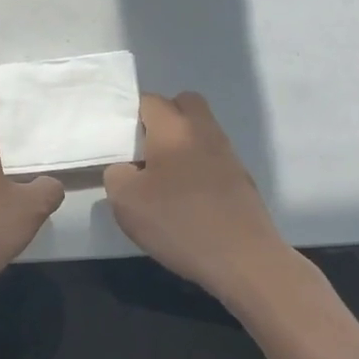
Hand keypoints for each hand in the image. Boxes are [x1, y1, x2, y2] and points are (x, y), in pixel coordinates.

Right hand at [105, 93, 294, 304]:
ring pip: (200, 130)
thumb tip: (126, 169)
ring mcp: (227, 153)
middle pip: (183, 104)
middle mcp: (203, 130)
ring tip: (164, 179)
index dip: (130, 115)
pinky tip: (187, 198)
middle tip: (145, 151)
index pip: (149, 100)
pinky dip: (198, 166)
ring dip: (181, 143)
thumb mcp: (125, 201)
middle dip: (163, 118)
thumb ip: (116, 174)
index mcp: (173, 127)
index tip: (120, 142)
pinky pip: (212, 156)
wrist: (243, 258)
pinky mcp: (241, 177)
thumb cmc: (178, 222)